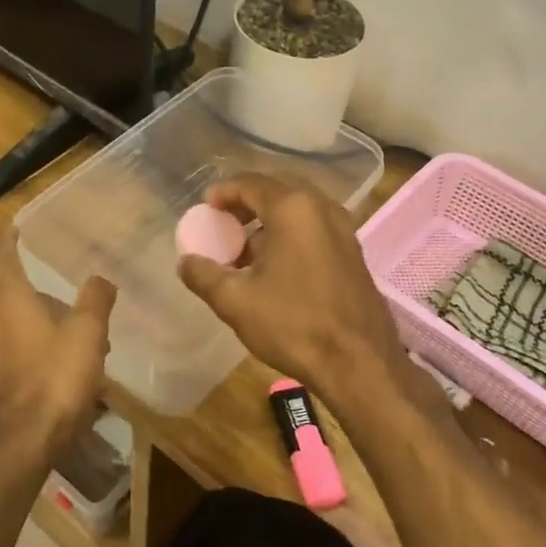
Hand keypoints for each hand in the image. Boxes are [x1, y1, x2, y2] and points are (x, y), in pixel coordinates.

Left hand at [0, 231, 116, 462]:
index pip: (3, 259)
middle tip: (74, 305)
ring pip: (15, 333)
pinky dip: (35, 360)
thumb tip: (100, 278)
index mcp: (9, 304)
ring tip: (77, 347)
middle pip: (13, 299)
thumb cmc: (53, 381)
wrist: (18, 448)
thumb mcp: (87, 335)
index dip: (10, 241)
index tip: (15, 227)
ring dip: (42, 332)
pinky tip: (61, 380)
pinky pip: (14, 363)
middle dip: (42, 297)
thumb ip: (95, 301)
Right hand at [177, 173, 407, 402]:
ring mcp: (344, 230)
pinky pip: (315, 228)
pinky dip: (290, 234)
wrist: (359, 364)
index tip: (205, 208)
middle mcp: (322, 208)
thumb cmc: (293, 324)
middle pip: (277, 190)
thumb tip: (186, 261)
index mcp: (293, 209)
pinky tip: (275, 266)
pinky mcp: (354, 253)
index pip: (250, 183)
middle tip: (224, 222)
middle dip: (247, 202)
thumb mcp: (235, 301)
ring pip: (298, 210)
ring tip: (245, 248)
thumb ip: (203, 274)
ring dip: (269, 220)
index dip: (223, 191)